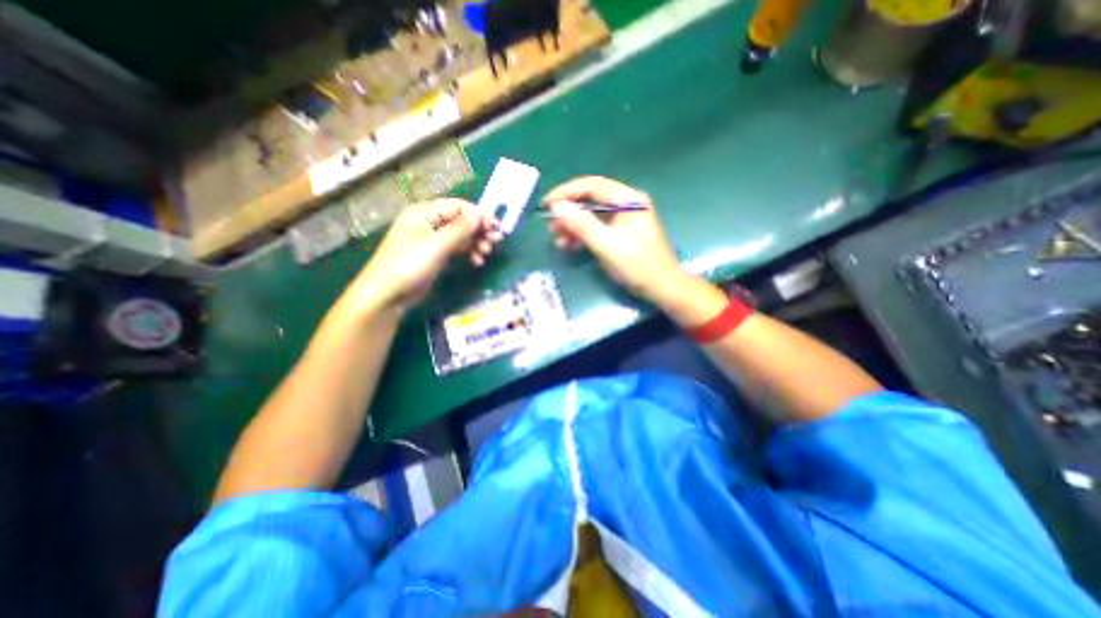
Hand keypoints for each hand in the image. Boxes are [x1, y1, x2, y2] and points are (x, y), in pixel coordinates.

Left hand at [342, 199, 500, 312]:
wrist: (387, 294)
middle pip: (461, 221)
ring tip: (486, 254)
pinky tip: (477, 261)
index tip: (495, 228)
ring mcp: (432, 240)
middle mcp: (429, 222)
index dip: (478, 215)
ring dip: (476, 243)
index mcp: (424, 212)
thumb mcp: (436, 245)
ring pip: (461, 236)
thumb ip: (460, 229)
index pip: (458, 206)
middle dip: (479, 230)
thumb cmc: (409, 265)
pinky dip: (468, 253)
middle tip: (496, 242)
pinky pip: (456, 248)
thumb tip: (480, 214)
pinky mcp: (435, 255)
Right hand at [544, 176, 685, 302]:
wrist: (663, 288)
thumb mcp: (607, 245)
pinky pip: (598, 227)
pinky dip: (583, 234)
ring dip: (574, 225)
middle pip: (591, 199)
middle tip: (551, 228)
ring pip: (592, 214)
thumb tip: (558, 207)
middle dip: (569, 212)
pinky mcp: (622, 232)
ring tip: (558, 240)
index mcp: (628, 199)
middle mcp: (627, 203)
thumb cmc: (638, 266)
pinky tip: (571, 245)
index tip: (546, 204)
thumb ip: (582, 225)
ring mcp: (625, 218)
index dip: (566, 192)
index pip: (592, 186)